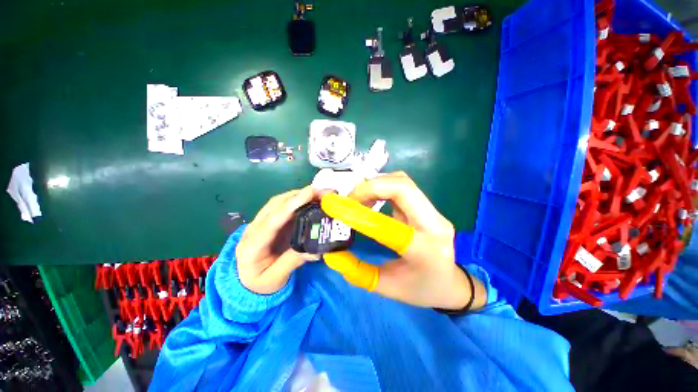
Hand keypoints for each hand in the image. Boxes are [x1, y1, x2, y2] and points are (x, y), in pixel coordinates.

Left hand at [235, 187, 319, 294]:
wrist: (247, 282)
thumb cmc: (259, 283)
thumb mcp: (276, 278)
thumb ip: (293, 262)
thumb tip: (315, 250)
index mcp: (252, 245)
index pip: (273, 220)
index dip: (292, 205)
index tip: (310, 193)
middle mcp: (254, 228)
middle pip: (276, 205)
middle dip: (300, 195)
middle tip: (323, 193)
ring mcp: (261, 222)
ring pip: (279, 202)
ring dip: (299, 195)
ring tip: (320, 194)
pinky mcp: (270, 221)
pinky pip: (283, 206)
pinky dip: (298, 200)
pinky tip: (311, 200)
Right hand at [341, 172, 486, 309]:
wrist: (452, 284)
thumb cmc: (421, 290)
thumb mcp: (387, 288)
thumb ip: (358, 272)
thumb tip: (332, 254)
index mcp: (425, 251)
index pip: (390, 227)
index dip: (360, 215)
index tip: (336, 208)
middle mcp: (434, 225)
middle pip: (403, 187)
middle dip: (370, 187)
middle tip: (349, 199)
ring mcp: (434, 212)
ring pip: (403, 181)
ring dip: (376, 184)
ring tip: (358, 199)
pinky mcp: (427, 207)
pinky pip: (403, 186)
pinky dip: (382, 186)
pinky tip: (370, 199)